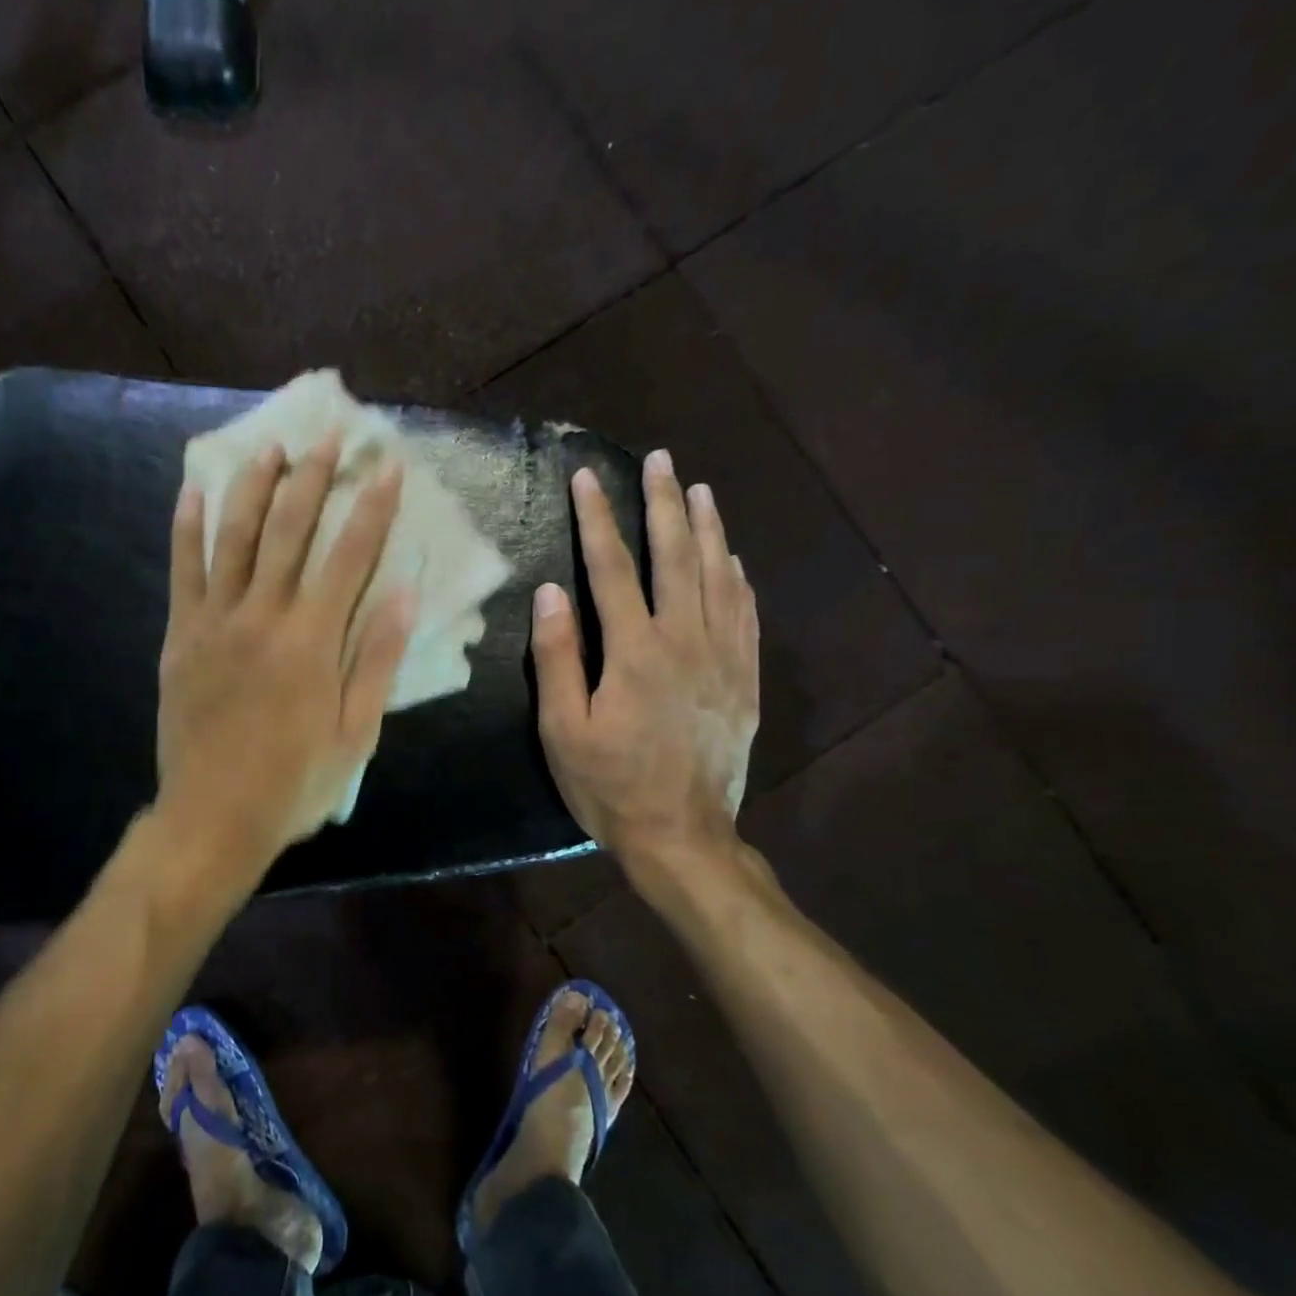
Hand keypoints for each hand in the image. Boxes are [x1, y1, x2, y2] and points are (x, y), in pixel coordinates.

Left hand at [156, 432, 414, 877]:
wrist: (212, 818)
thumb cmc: (293, 783)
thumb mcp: (354, 733)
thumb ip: (375, 659)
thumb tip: (403, 593)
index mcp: (312, 641)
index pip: (349, 555)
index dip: (371, 506)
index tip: (387, 464)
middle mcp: (262, 616)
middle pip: (289, 530)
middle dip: (313, 477)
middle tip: (329, 435)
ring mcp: (214, 621)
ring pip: (234, 537)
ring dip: (253, 485)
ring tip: (270, 446)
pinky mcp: (181, 636)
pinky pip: (183, 571)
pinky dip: (187, 528)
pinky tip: (193, 490)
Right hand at [532, 453, 759, 867]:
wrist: (683, 836)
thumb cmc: (610, 785)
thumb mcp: (563, 730)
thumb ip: (557, 658)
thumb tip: (550, 592)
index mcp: (634, 651)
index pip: (612, 567)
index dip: (597, 519)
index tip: (586, 477)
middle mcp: (685, 640)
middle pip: (675, 556)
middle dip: (663, 503)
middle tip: (660, 460)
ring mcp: (723, 658)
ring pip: (718, 575)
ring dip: (707, 527)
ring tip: (699, 489)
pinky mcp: (744, 679)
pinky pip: (745, 613)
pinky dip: (737, 576)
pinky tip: (731, 557)